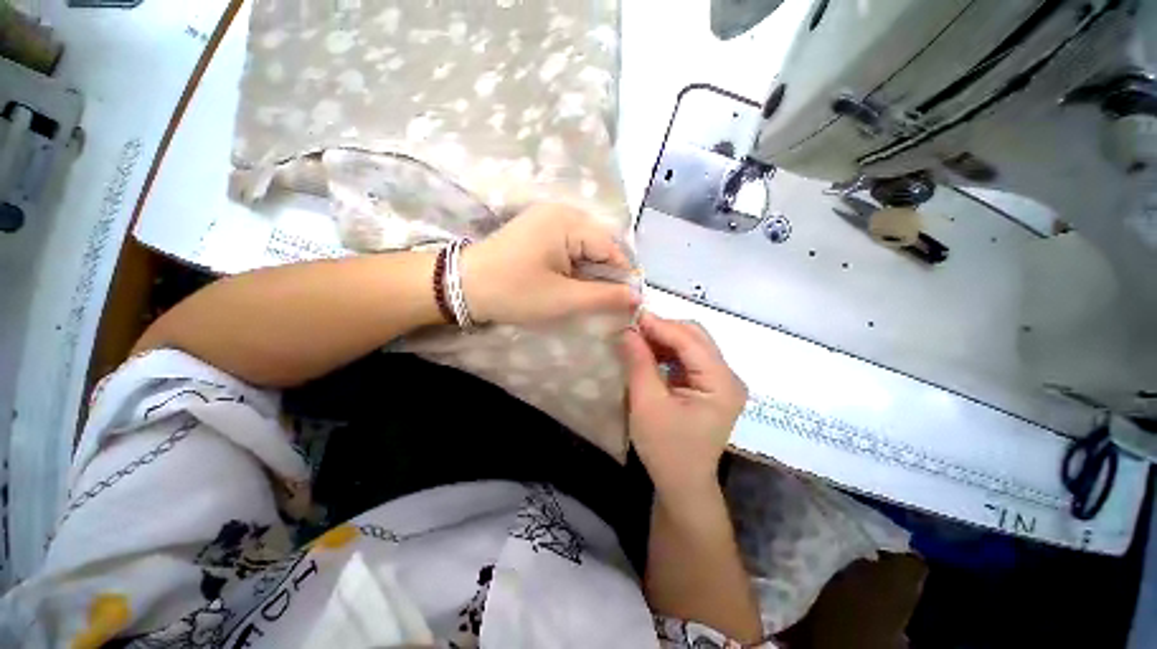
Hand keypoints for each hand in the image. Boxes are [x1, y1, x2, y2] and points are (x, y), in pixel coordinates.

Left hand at [461, 203, 636, 323]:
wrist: (462, 287)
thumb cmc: (514, 292)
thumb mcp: (564, 299)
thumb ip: (605, 297)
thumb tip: (636, 296)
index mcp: (569, 221)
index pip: (612, 248)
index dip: (622, 277)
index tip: (626, 303)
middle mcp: (562, 211)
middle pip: (600, 245)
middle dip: (605, 274)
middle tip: (603, 302)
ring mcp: (548, 218)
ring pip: (585, 246)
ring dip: (590, 272)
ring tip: (585, 294)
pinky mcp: (538, 228)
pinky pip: (570, 245)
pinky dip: (575, 266)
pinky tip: (569, 282)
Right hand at [619, 313, 746, 503]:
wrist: (682, 484)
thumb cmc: (665, 449)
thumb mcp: (647, 404)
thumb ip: (639, 363)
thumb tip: (627, 329)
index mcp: (722, 383)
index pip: (690, 340)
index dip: (660, 325)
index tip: (631, 316)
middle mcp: (728, 377)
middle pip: (696, 337)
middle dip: (663, 329)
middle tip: (632, 328)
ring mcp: (721, 381)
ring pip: (691, 344)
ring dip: (664, 339)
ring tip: (637, 339)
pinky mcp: (710, 386)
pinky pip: (688, 358)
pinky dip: (667, 352)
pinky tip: (649, 353)